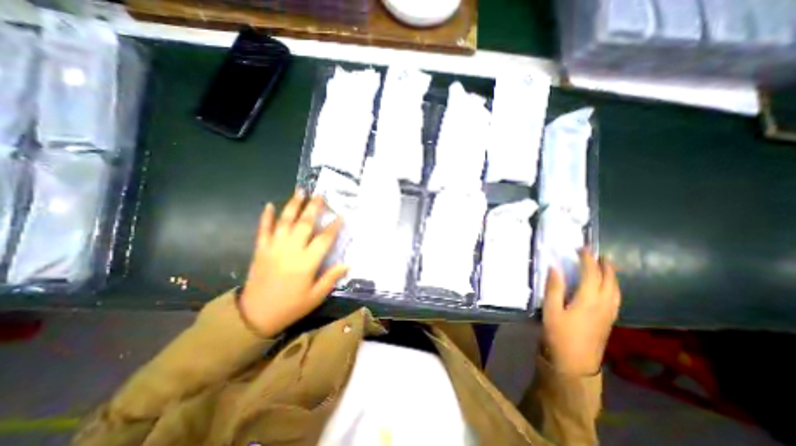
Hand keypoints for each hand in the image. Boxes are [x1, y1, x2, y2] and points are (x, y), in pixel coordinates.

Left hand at [238, 188, 346, 338]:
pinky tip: (270, 205)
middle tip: (321, 195)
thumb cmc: (290, 306)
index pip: (324, 239)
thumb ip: (331, 277)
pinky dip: (266, 217)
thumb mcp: (316, 296)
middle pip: (304, 224)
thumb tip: (348, 264)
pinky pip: (263, 230)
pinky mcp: (260, 249)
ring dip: (293, 205)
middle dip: (314, 208)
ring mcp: (273, 248)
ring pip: (285, 222)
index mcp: (306, 263)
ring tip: (300, 191)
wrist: (254, 315)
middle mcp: (291, 250)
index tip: (341, 216)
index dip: (334, 227)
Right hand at [541, 248, 620, 375]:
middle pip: (610, 281)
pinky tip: (607, 287)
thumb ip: (554, 288)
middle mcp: (604, 305)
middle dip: (605, 265)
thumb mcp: (551, 310)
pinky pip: (616, 298)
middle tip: (597, 254)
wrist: (574, 363)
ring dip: (612, 275)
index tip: (582, 248)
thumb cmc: (559, 334)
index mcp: (588, 300)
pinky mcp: (609, 321)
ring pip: (616, 290)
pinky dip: (613, 287)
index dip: (588, 259)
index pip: (592, 274)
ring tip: (605, 266)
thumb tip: (555, 267)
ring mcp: (609, 314)